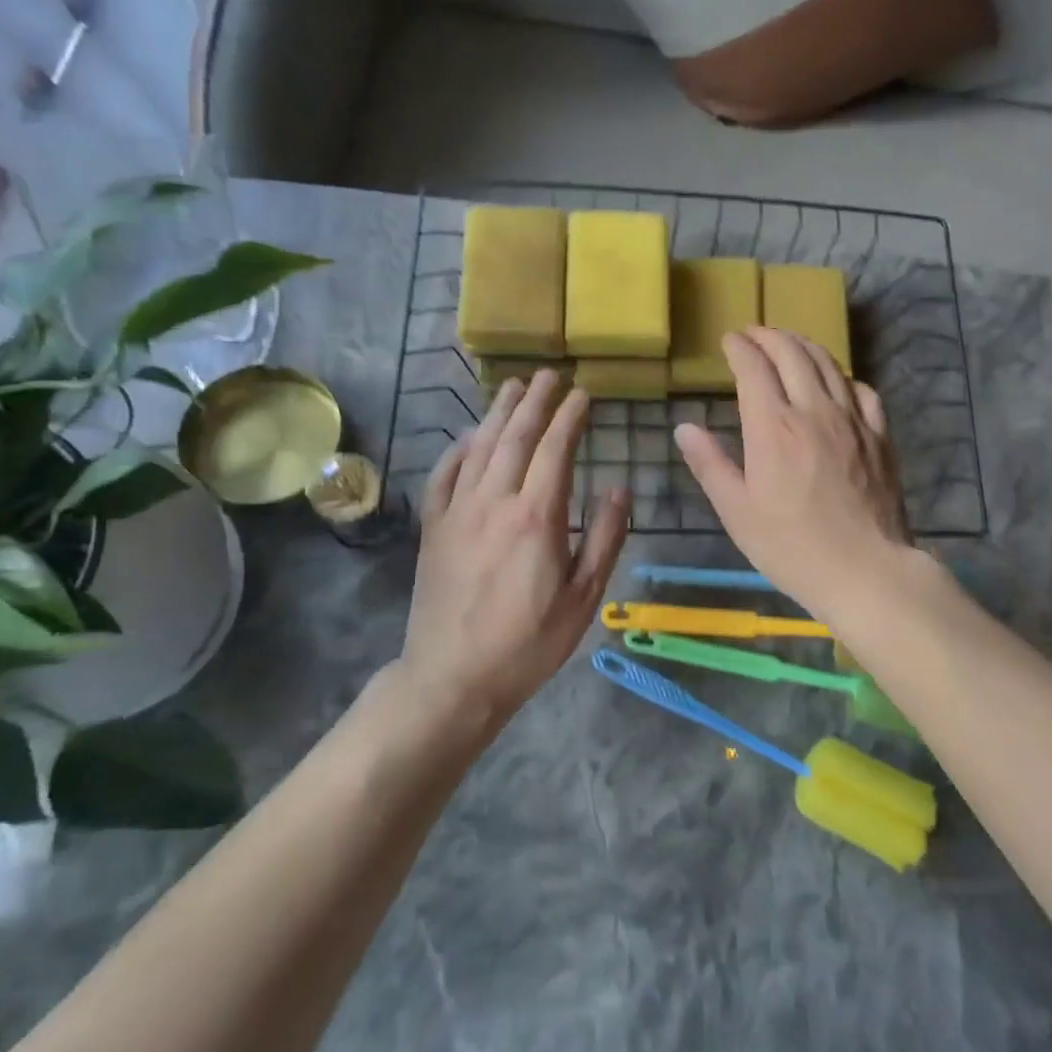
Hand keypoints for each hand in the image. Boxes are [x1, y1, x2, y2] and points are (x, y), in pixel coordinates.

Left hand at [401, 371, 629, 714]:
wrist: (453, 677)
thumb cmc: (529, 642)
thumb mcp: (584, 598)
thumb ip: (604, 539)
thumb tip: (618, 490)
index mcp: (536, 518)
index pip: (555, 450)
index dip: (569, 417)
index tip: (582, 394)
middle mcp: (494, 502)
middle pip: (515, 437)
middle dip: (534, 401)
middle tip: (548, 374)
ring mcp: (457, 511)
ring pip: (479, 447)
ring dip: (498, 413)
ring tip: (512, 386)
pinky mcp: (433, 527)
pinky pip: (444, 475)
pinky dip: (459, 448)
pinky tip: (469, 436)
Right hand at [675, 327, 910, 621]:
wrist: (865, 569)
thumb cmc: (791, 547)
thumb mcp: (737, 511)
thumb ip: (710, 465)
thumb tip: (684, 427)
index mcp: (773, 426)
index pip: (754, 368)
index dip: (739, 348)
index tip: (729, 340)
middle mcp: (813, 410)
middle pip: (792, 353)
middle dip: (769, 336)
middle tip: (754, 333)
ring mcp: (852, 419)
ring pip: (828, 364)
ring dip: (804, 346)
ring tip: (789, 343)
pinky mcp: (879, 435)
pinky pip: (862, 390)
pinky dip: (842, 376)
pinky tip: (836, 382)